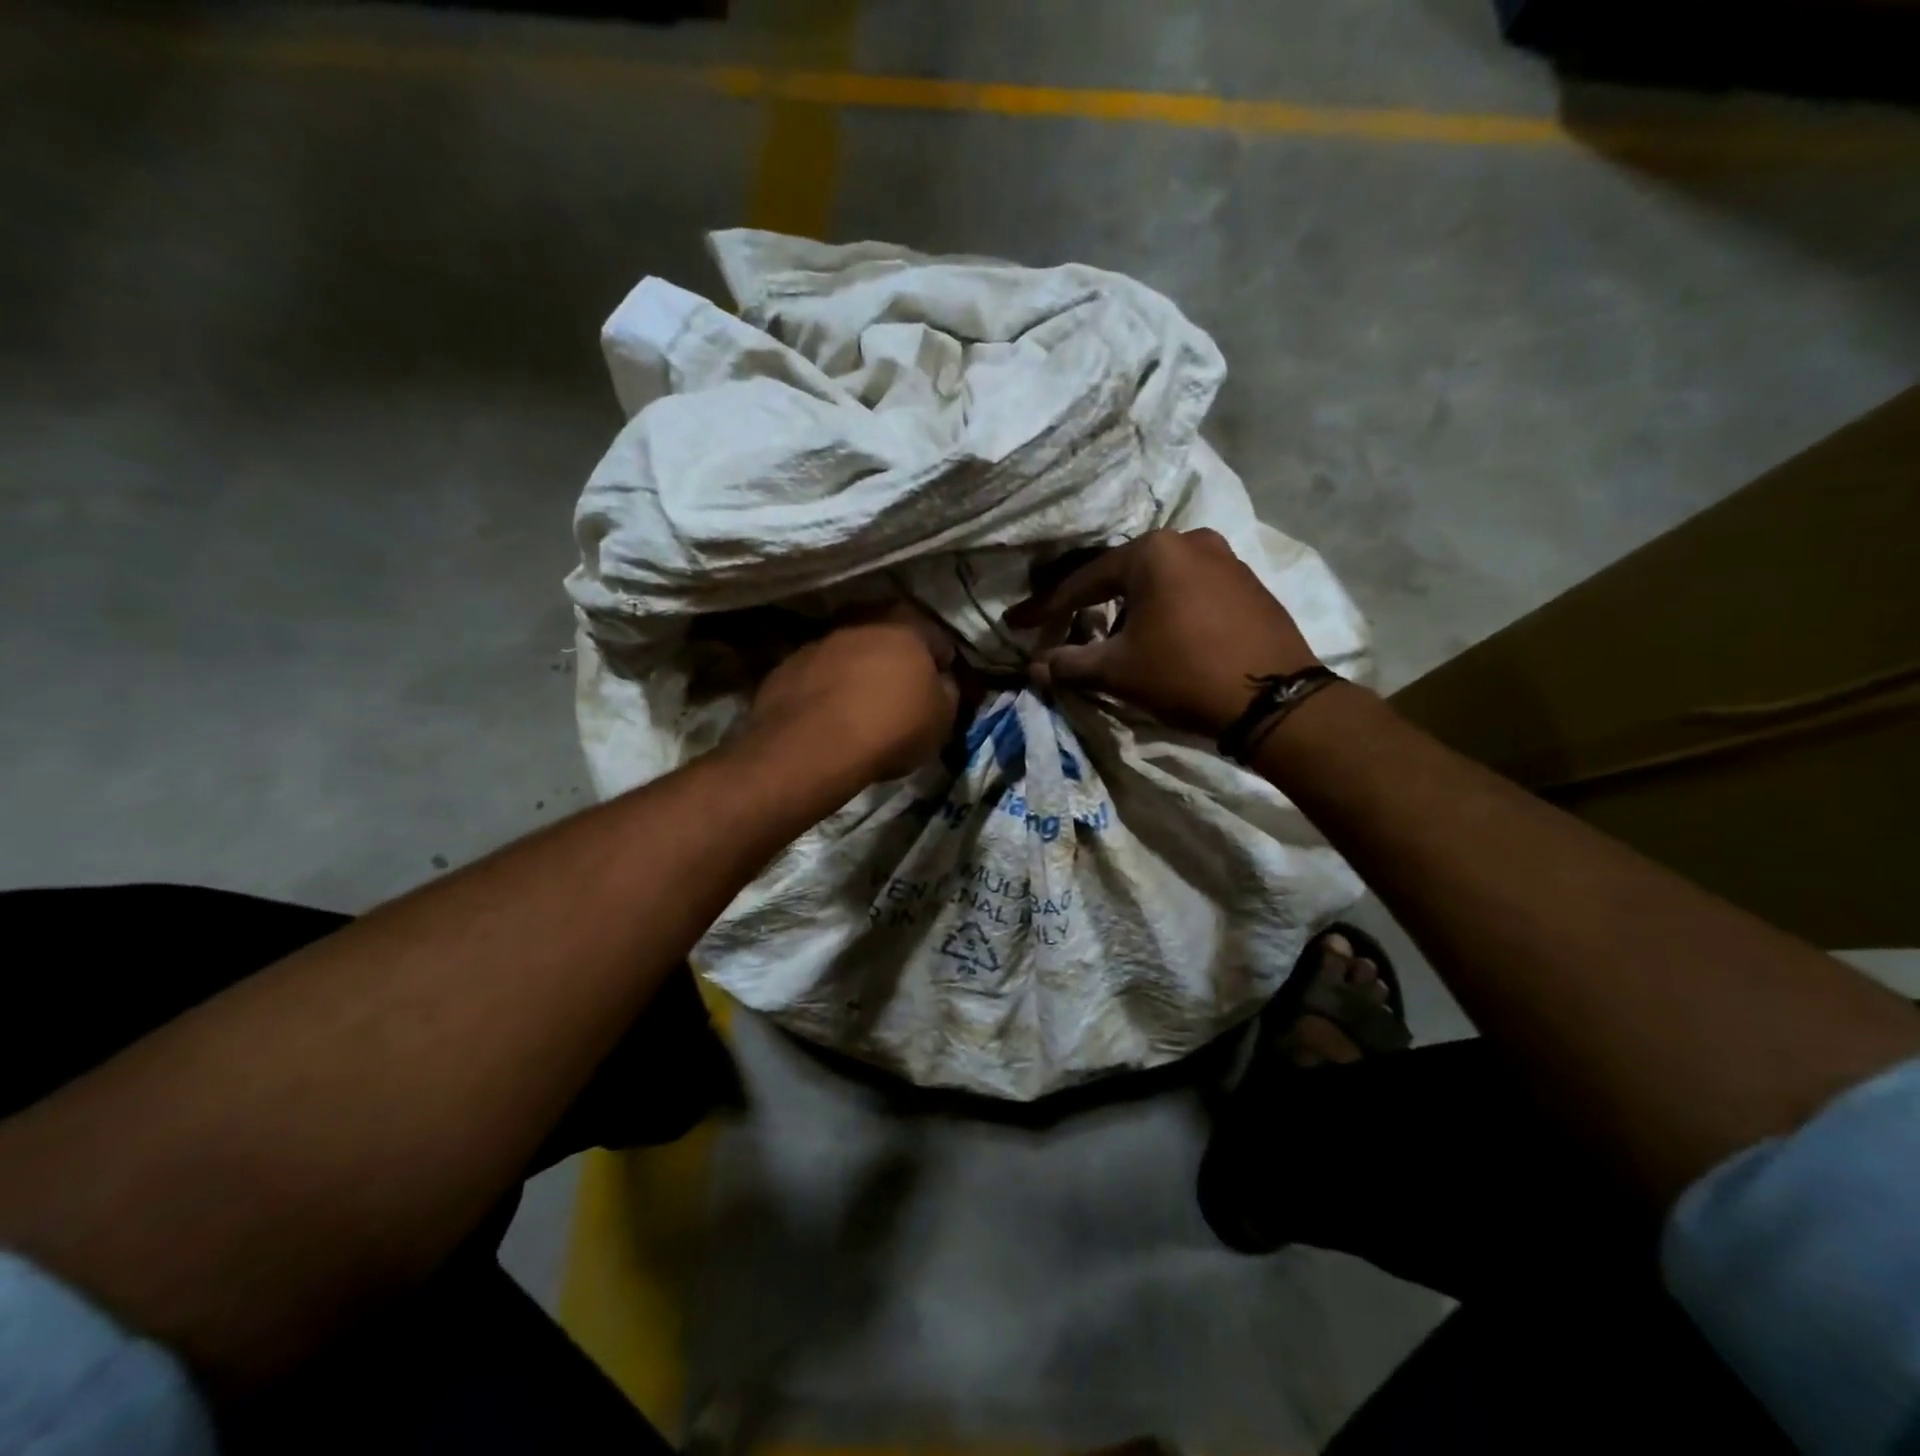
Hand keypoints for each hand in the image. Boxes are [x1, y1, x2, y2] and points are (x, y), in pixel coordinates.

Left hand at [744, 603, 961, 782]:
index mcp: (907, 624)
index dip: (943, 666)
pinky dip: (827, 687)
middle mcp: (862, 619)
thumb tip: (941, 682)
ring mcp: (820, 640)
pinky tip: (830, 715)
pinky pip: (819, 673)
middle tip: (902, 694)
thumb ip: (948, 691)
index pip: (939, 639)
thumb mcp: (943, 718)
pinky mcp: (787, 664)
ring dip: (858, 671)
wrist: (813, 746)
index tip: (941, 691)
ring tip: (862, 706)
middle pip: (890, 637)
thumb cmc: (891, 727)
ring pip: (851, 651)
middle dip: (897, 661)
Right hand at [1006, 529, 1319, 735]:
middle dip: (1089, 605)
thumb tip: (1035, 667)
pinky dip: (1166, 610)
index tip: (1017, 623)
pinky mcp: (1248, 583)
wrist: (1273, 699)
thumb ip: (1070, 663)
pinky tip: (1161, 637)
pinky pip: (1190, 590)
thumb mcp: (1118, 670)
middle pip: (1122, 575)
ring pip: (1158, 582)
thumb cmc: (1184, 674)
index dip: (1046, 608)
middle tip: (1064, 629)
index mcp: (1153, 552)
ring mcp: (1225, 558)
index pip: (1083, 581)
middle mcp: (1189, 540)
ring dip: (1129, 608)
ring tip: (1114, 640)